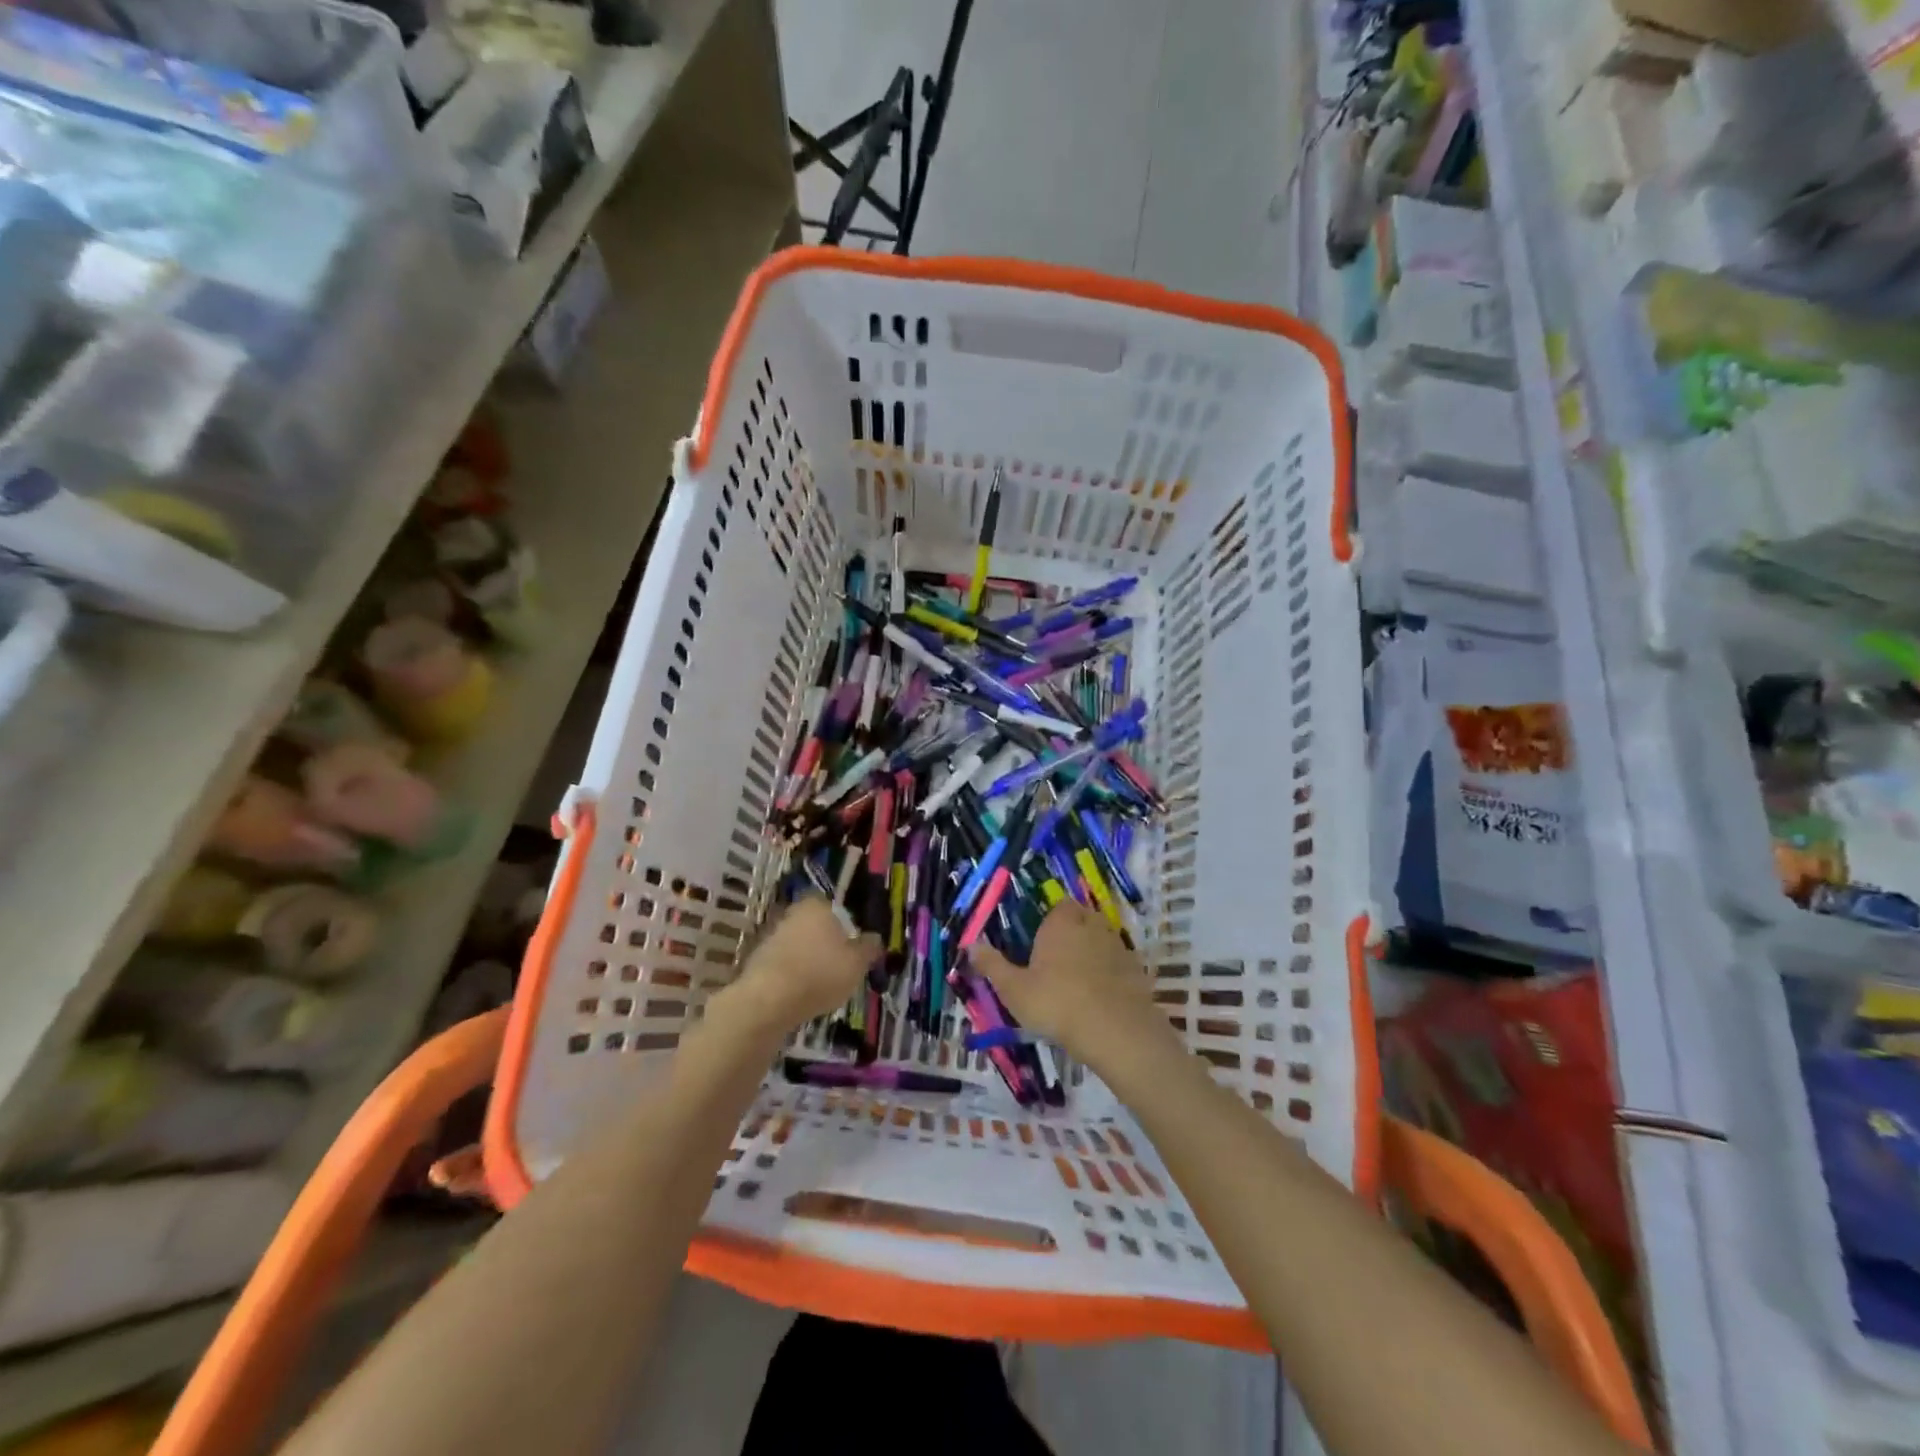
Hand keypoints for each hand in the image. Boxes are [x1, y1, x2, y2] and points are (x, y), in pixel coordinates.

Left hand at [722, 896, 878, 1034]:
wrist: (768, 1001)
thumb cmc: (820, 974)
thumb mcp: (857, 964)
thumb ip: (869, 948)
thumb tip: (875, 938)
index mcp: (817, 905)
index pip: (835, 908)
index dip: (845, 927)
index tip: (852, 947)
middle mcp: (792, 913)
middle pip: (815, 926)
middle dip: (825, 943)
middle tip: (838, 966)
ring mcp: (770, 936)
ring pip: (798, 944)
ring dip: (807, 959)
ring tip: (820, 985)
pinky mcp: (756, 960)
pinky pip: (782, 964)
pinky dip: (791, 974)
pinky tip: (799, 993)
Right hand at [969, 900, 1177, 1071]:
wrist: (1115, 1030)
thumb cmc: (1056, 1003)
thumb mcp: (1014, 989)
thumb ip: (992, 965)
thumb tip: (970, 944)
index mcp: (1061, 923)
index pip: (1059, 906)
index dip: (1052, 920)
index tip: (1041, 941)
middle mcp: (1091, 925)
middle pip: (1083, 918)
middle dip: (1073, 932)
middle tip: (1058, 960)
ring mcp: (1118, 946)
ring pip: (1103, 939)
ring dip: (1093, 952)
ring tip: (1079, 980)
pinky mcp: (1137, 970)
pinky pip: (1120, 964)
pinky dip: (1112, 973)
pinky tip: (1102, 996)